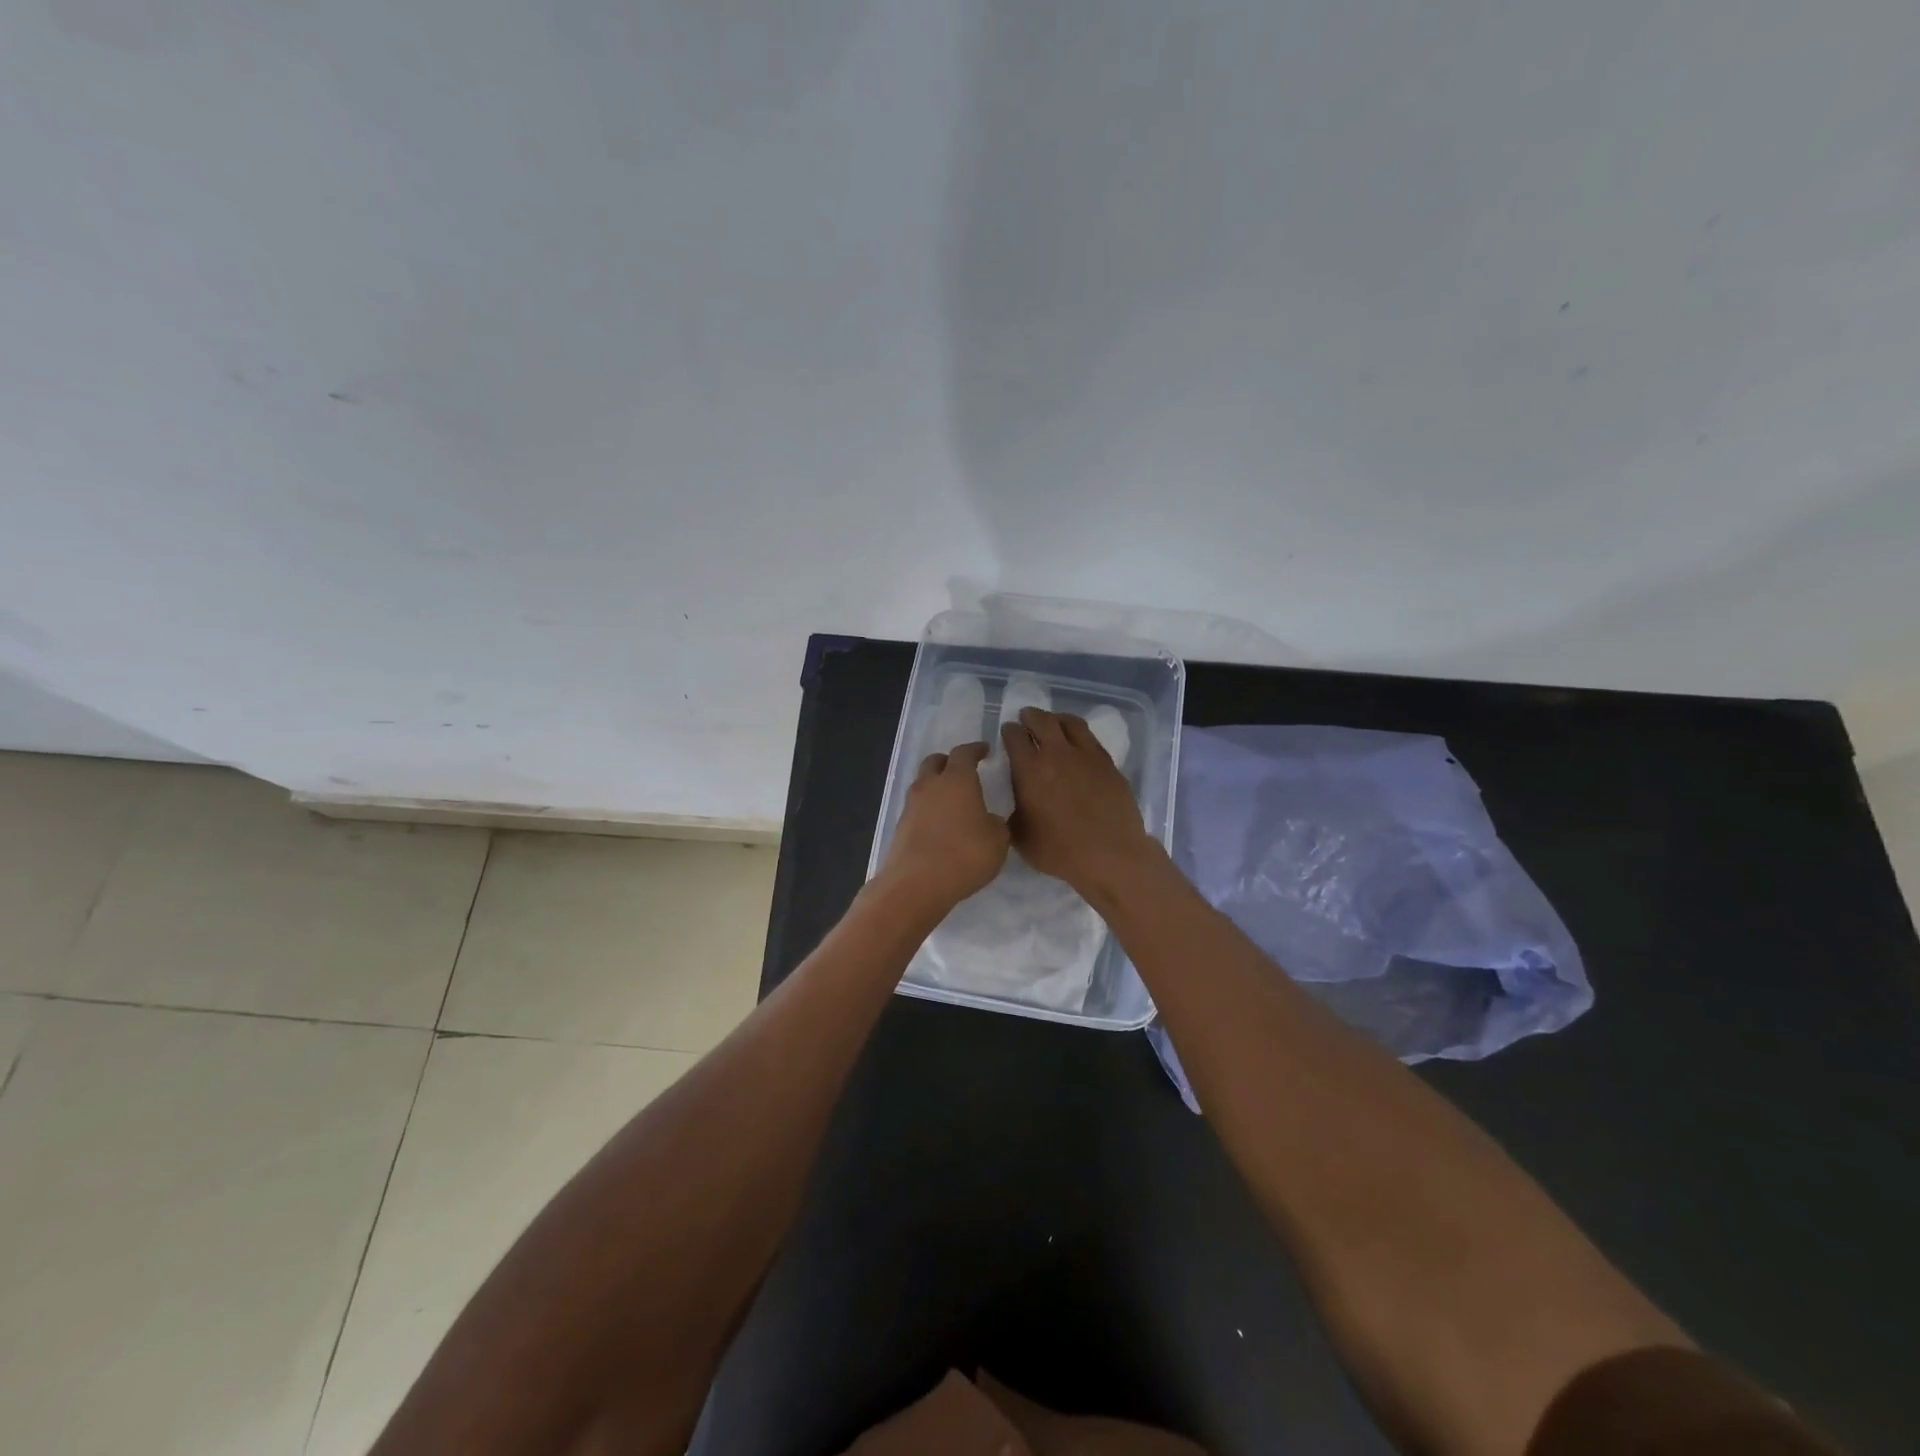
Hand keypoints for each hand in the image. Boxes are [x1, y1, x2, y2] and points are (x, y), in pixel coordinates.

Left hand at [878, 742, 1010, 913]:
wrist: (916, 884)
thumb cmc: (964, 855)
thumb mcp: (997, 841)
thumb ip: (996, 824)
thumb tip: (989, 821)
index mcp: (957, 780)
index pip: (964, 753)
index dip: (975, 750)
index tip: (985, 750)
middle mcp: (930, 785)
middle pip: (935, 762)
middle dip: (949, 762)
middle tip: (963, 770)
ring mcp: (911, 805)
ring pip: (923, 784)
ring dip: (936, 786)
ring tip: (952, 801)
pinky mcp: (900, 826)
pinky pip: (917, 808)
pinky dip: (929, 809)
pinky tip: (940, 825)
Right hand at [1001, 708, 1157, 893]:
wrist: (1111, 855)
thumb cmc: (1060, 851)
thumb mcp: (1021, 838)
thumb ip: (1011, 815)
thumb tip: (1012, 806)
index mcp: (1030, 769)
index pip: (1015, 737)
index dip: (1009, 731)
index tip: (1008, 731)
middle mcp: (1058, 754)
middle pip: (1042, 721)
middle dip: (1031, 716)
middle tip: (1026, 717)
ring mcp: (1087, 756)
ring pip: (1070, 723)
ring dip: (1057, 718)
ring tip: (1053, 722)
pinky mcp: (1109, 764)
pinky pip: (1092, 739)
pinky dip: (1080, 735)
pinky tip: (1078, 744)